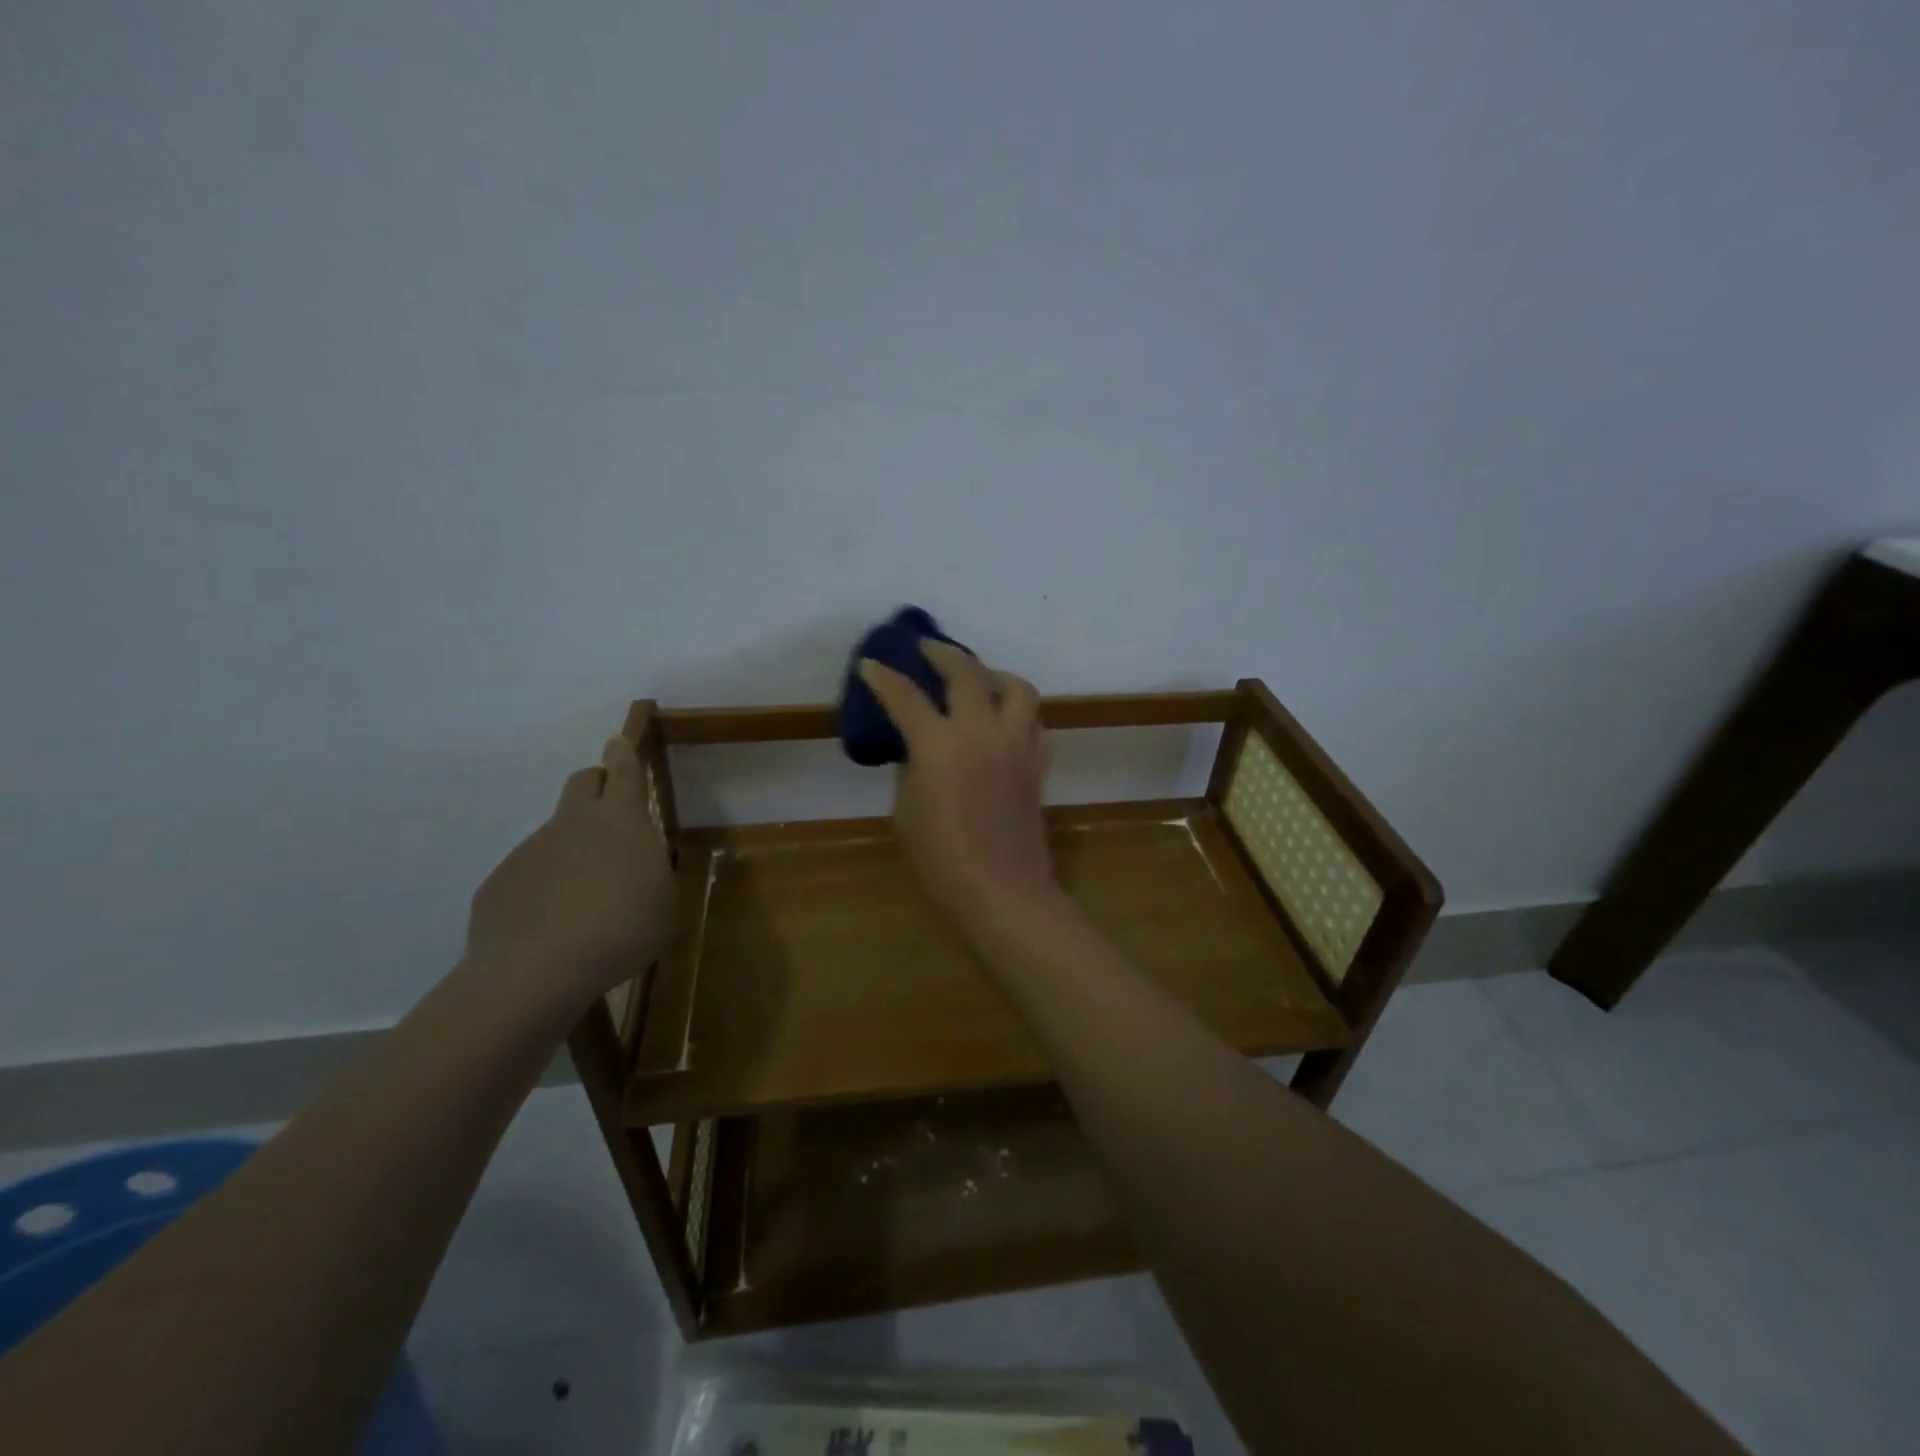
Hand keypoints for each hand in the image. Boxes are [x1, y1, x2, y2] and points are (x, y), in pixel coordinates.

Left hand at [465, 735, 675, 1009]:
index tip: (617, 740)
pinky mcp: (500, 882)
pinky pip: (528, 874)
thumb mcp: (662, 900)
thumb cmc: (622, 928)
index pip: (623, 772)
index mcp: (621, 821)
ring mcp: (531, 850)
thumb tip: (636, 863)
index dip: (623, 754)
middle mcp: (573, 823)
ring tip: (584, 899)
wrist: (537, 969)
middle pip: (582, 782)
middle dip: (596, 784)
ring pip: (555, 833)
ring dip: (571, 850)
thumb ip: (651, 871)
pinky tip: (551, 927)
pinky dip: (543, 888)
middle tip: (610, 811)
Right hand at [859, 642, 1057, 932]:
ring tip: (979, 678)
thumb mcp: (907, 810)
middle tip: (927, 649)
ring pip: (1017, 687)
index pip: (905, 696)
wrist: (1001, 890)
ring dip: (994, 674)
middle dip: (942, 653)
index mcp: (940, 744)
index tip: (871, 664)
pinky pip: (1036, 723)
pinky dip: (1020, 713)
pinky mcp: (1037, 764)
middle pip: (967, 672)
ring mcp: (1017, 745)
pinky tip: (1007, 721)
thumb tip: (918, 747)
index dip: (884, 677)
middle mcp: (982, 732)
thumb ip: (911, 768)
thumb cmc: (941, 859)